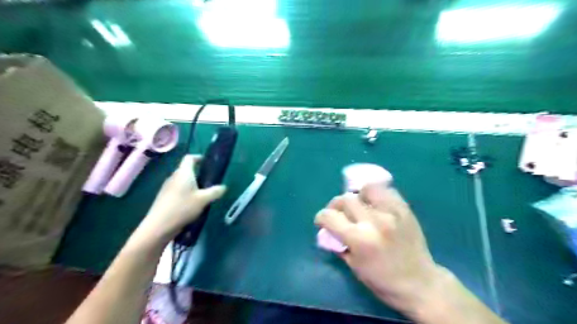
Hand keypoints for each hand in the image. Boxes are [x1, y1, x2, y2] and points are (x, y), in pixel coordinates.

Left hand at [137, 154, 224, 241]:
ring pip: (181, 181)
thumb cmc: (183, 208)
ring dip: (191, 184)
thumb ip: (215, 192)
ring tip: (202, 193)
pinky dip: (185, 192)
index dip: (198, 157)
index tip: (207, 162)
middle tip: (209, 181)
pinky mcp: (164, 197)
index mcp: (183, 173)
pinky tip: (191, 204)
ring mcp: (167, 187)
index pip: (189, 158)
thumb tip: (223, 187)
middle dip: (197, 173)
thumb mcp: (203, 200)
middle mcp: (174, 177)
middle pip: (185, 170)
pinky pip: (177, 190)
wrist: (159, 226)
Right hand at [315, 184, 444, 313]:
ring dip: (357, 196)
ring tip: (359, 206)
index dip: (321, 217)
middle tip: (339, 214)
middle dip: (336, 206)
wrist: (419, 283)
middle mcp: (374, 221)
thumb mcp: (353, 266)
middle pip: (345, 199)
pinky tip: (375, 204)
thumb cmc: (382, 281)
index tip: (322, 221)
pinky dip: (376, 194)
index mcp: (359, 239)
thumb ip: (338, 244)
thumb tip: (327, 230)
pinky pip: (386, 190)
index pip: (330, 216)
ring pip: (366, 189)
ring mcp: (391, 212)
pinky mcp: (404, 209)